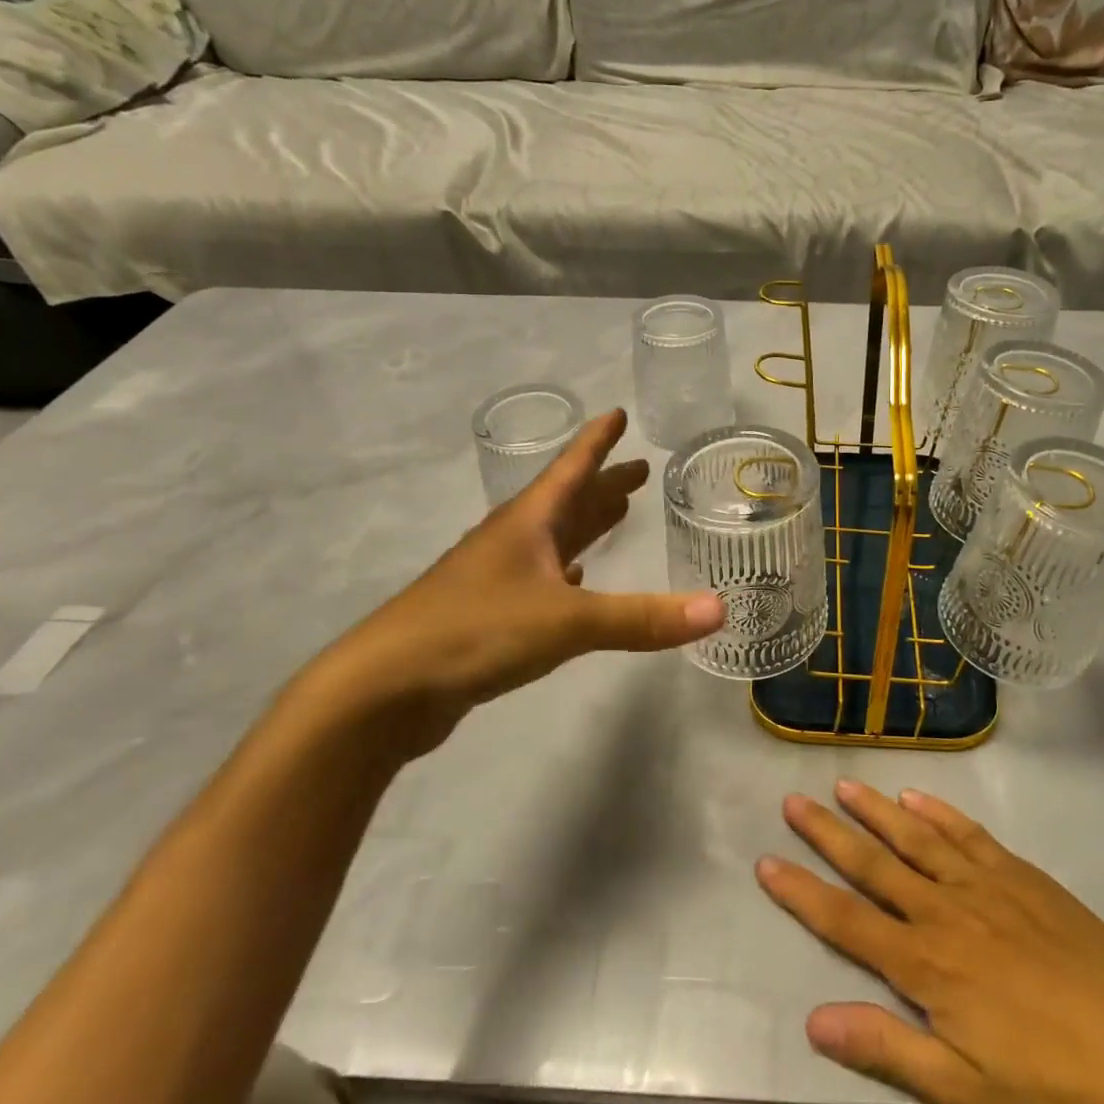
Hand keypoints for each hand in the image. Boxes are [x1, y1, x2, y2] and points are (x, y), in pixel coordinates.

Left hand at [298, 409, 724, 759]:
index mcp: (527, 524)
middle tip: (639, 471)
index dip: (597, 441)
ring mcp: (494, 578)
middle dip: (603, 484)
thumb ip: (643, 617)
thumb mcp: (568, 621)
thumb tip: (720, 609)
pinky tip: (577, 579)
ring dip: (585, 524)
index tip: (617, 414)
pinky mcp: (486, 615)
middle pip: (566, 501)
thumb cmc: (475, 632)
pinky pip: (539, 578)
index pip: (570, 469)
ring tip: (618, 513)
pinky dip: (565, 571)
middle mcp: (511, 541)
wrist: (384, 689)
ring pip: (552, 539)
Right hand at [758, 782, 1103, 1103]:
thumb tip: (815, 1019)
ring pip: (916, 836)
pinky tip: (916, 795)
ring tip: (843, 785)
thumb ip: (887, 1050)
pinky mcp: (1020, 874)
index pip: (846, 921)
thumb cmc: (1049, 1084)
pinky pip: (968, 833)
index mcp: (926, 964)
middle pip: (875, 864)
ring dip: (876, 810)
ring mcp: (985, 884)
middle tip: (793, 802)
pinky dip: (939, 810)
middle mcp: (945, 910)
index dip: (802, 892)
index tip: (767, 861)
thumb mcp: (962, 1091)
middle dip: (828, 833)